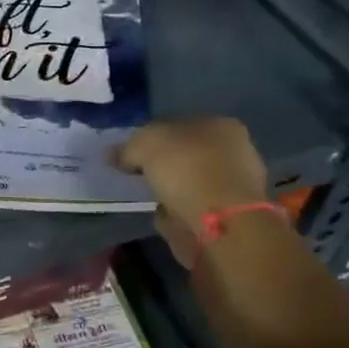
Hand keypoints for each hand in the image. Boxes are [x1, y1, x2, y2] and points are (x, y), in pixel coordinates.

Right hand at [117, 117, 267, 266]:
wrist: (220, 223)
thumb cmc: (187, 169)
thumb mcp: (145, 145)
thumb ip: (127, 147)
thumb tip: (113, 154)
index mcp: (220, 125)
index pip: (179, 124)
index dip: (152, 136)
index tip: (131, 152)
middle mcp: (235, 151)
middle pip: (187, 153)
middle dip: (164, 164)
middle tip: (137, 174)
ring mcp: (235, 186)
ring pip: (191, 181)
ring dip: (171, 189)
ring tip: (147, 196)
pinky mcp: (229, 216)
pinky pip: (193, 207)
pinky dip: (177, 211)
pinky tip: (161, 214)